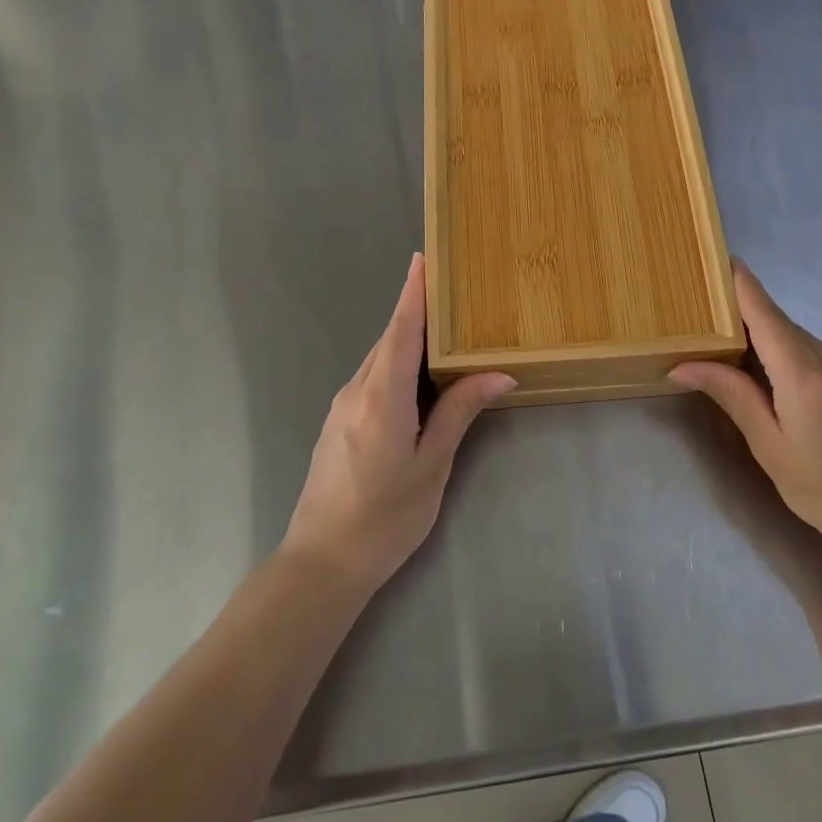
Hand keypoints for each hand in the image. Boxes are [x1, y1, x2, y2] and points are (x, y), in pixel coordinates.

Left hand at [282, 254, 513, 591]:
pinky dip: (394, 363)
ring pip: (378, 358)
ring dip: (407, 339)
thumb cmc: (385, 518)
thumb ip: (459, 413)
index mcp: (382, 397)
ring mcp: (341, 405)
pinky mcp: (336, 421)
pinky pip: (371, 377)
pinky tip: (417, 375)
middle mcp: (356, 390)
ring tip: (443, 329)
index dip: (412, 294)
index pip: (400, 331)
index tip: (422, 259)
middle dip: (416, 312)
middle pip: (389, 339)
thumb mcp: (431, 466)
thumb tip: (499, 374)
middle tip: (450, 292)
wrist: (321, 562)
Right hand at [672, 263, 821, 575]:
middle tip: (713, 331)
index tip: (721, 259)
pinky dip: (799, 362)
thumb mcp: (770, 447)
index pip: (766, 313)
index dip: (742, 285)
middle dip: (749, 324)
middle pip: (782, 327)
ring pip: (803, 343)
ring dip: (774, 348)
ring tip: (748, 373)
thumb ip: (731, 396)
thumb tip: (683, 365)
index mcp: (805, 375)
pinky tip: (791, 395)